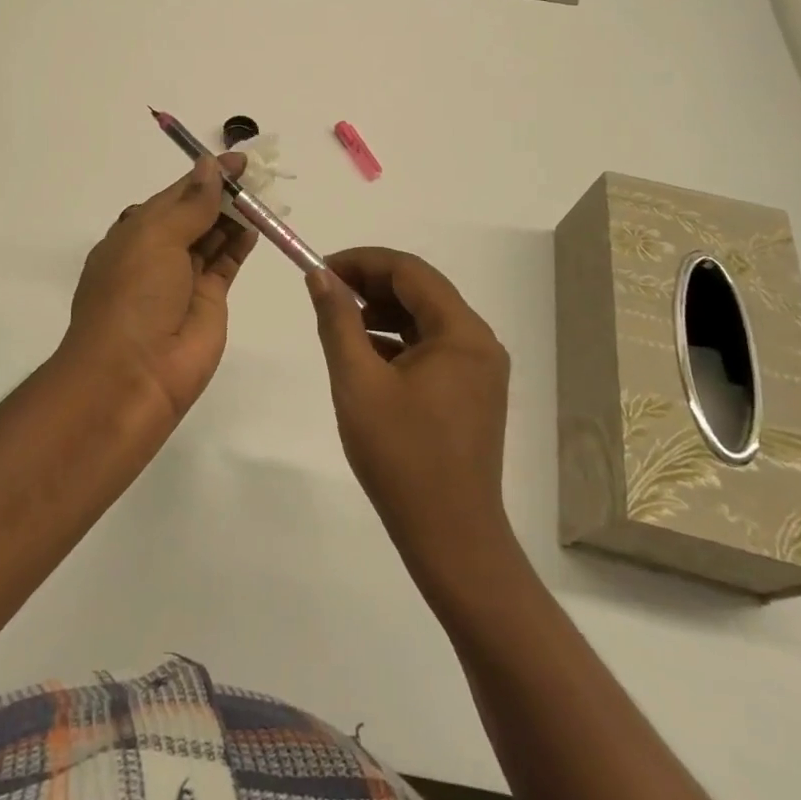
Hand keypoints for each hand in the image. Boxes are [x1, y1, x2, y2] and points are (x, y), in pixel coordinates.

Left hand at [62, 153, 258, 421]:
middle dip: (221, 194)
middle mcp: (158, 253)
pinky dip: (241, 243)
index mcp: (134, 233)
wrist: (132, 375)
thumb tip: (210, 167)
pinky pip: (227, 263)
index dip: (203, 175)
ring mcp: (184, 279)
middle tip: (257, 174)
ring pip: (213, 237)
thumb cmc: (132, 296)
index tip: (237, 159)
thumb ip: (190, 204)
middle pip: (195, 214)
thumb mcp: (154, 238)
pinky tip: (257, 224)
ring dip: (234, 215)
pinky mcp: (209, 301)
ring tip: (263, 193)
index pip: (174, 195)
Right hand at [305, 248, 513, 576]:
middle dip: (370, 285)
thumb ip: (337, 321)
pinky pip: (432, 349)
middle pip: (420, 291)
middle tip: (325, 294)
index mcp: (461, 333)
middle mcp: (479, 343)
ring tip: (340, 326)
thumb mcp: (357, 381)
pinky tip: (366, 359)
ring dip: (382, 313)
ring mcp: (480, 370)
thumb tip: (320, 276)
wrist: (451, 538)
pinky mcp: (472, 394)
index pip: (409, 271)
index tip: (320, 270)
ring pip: (425, 320)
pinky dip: (397, 342)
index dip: (361, 262)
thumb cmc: (401, 456)